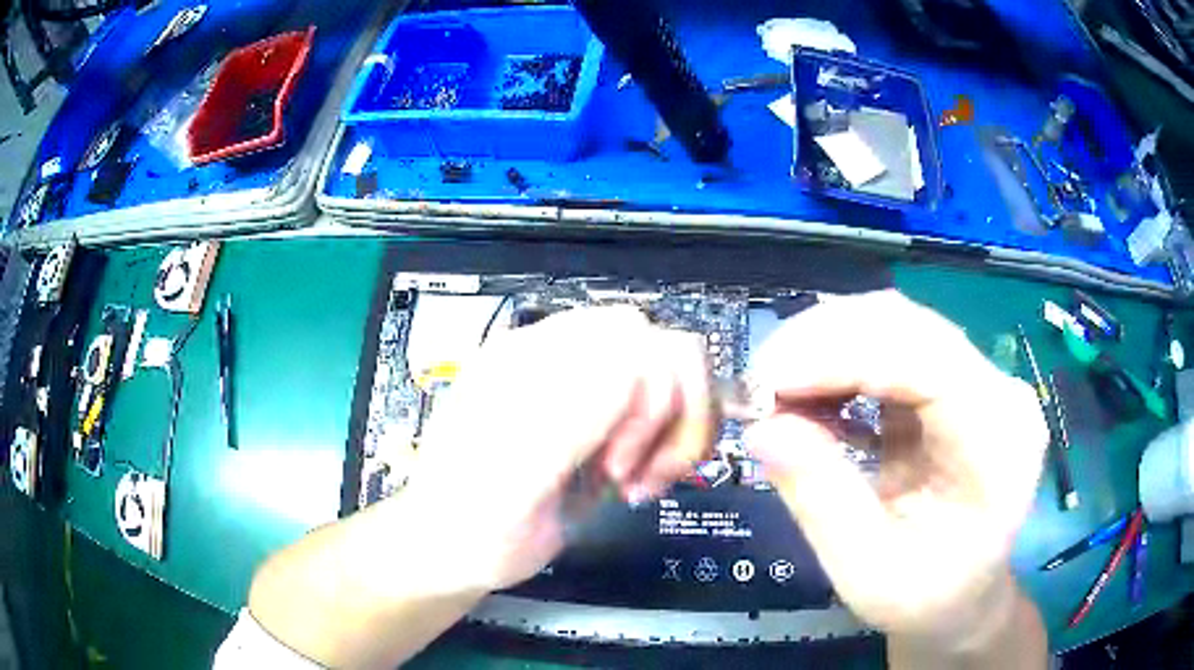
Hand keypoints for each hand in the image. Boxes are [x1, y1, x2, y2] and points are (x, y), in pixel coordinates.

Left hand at [404, 306, 713, 591]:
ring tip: (640, 483)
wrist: (451, 549)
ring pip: (672, 378)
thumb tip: (636, 368)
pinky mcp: (598, 421)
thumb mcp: (509, 486)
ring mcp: (581, 391)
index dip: (649, 399)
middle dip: (674, 416)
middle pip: (661, 350)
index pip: (630, 338)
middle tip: (642, 476)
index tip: (616, 466)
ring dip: (677, 432)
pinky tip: (639, 480)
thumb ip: (566, 425)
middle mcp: (558, 363)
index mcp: (525, 363)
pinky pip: (663, 409)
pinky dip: (670, 444)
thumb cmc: (469, 525)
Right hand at [745, 291, 1047, 647]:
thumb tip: (762, 429)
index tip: (766, 383)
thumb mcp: (869, 574)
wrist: (965, 595)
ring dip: (825, 348)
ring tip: (775, 394)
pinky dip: (840, 363)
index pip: (928, 361)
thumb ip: (823, 502)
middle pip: (908, 326)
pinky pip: (891, 348)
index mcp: (998, 443)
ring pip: (895, 326)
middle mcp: (998, 393)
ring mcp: (978, 380)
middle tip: (756, 387)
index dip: (844, 356)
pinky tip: (809, 396)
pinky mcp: (953, 383)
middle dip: (823, 343)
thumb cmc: (928, 598)